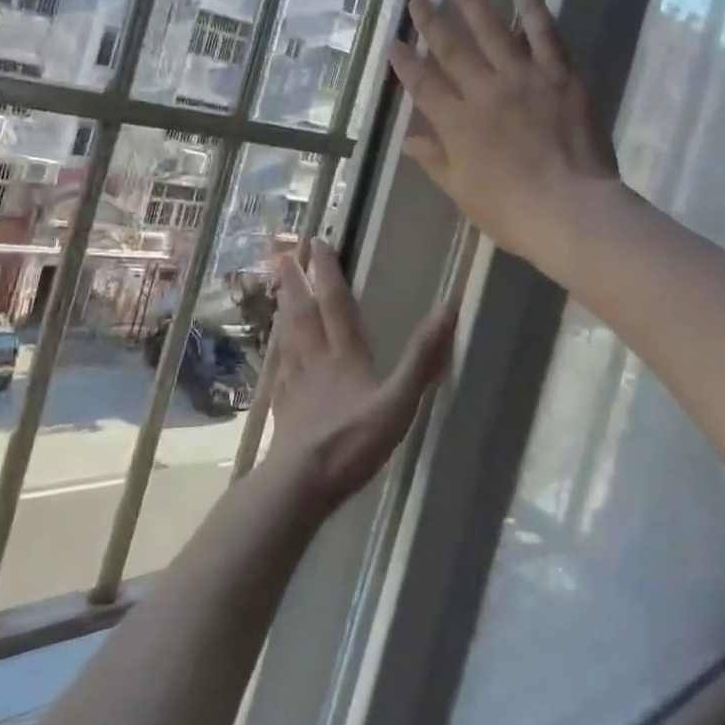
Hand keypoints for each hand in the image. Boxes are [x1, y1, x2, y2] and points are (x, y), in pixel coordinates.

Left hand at [261, 241, 453, 511]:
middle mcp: (315, 360)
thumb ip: (422, 360)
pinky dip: (278, 354)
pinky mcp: (284, 408)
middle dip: (295, 281)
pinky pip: (279, 370)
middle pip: (302, 312)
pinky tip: (276, 356)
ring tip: (277, 291)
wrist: (300, 483)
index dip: (328, 271)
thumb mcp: (397, 402)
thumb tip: (448, 310)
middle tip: (282, 253)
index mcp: (343, 354)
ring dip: (283, 309)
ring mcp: (295, 384)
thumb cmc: (352, 442)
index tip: (317, 241)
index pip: (334, 302)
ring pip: (287, 337)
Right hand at [387, 0, 618, 269]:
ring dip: (472, 4)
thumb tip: (407, 140)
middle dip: (431, 22)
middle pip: (452, 49)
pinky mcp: (560, 75)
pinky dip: (532, 11)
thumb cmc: (512, 211)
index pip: (423, 85)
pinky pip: (545, 36)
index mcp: (457, 123)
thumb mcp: (463, 192)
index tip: (393, 42)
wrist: (571, 210)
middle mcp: (484, 91)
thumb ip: (435, 161)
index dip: (405, 63)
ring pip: (493, 31)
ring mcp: (523, 78)